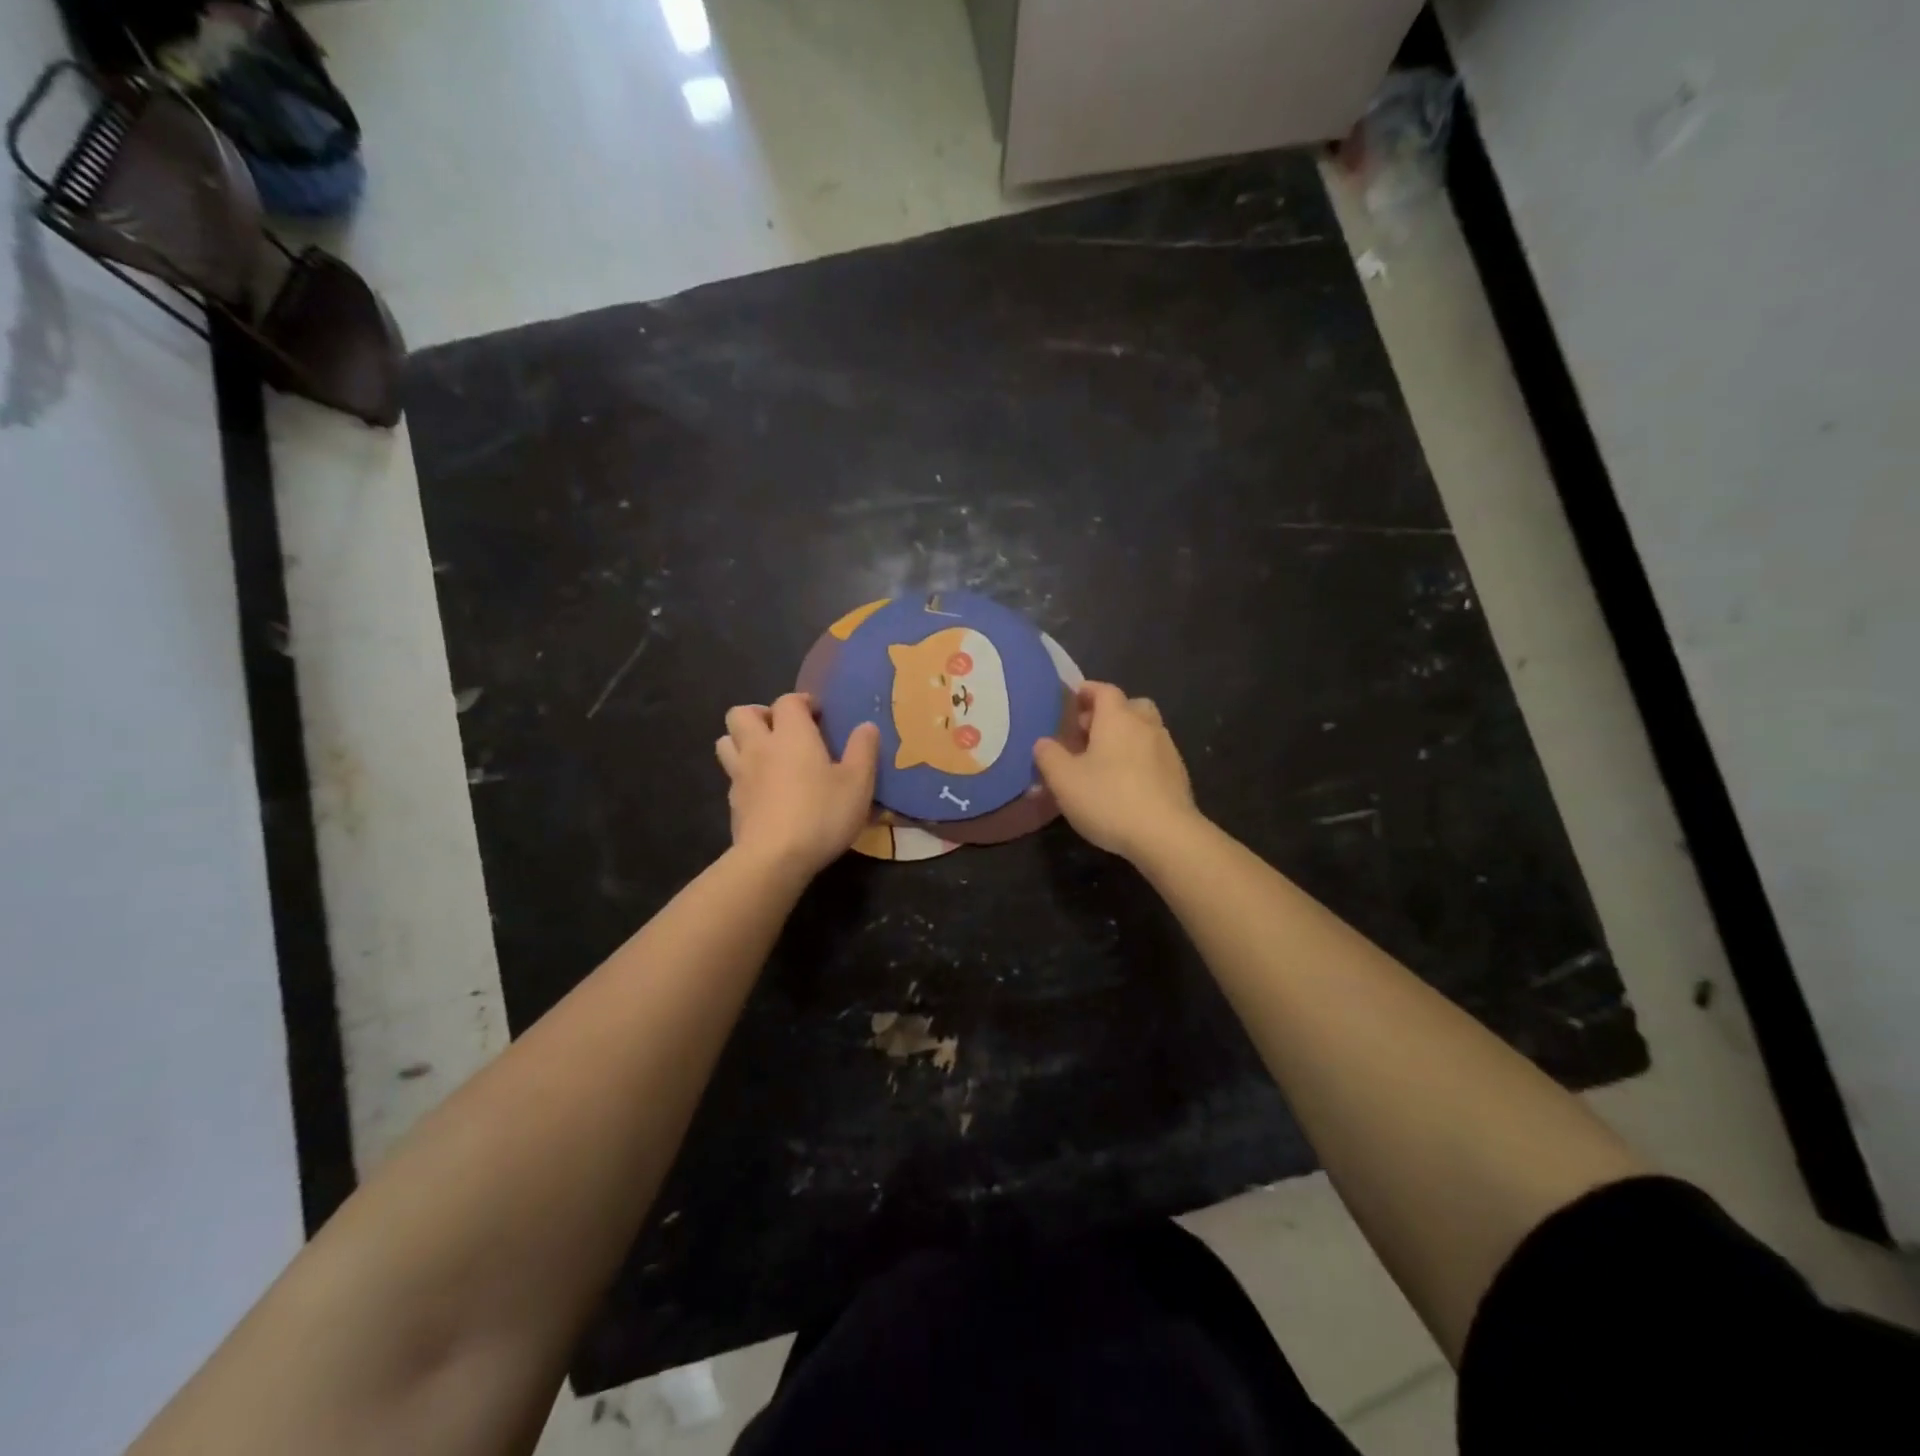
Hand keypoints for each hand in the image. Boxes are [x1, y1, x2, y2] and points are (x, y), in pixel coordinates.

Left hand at [716, 694, 879, 875]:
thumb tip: (866, 726)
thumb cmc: (821, 814)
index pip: (788, 701)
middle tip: (783, 730)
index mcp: (791, 735)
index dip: (802, 702)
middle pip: (741, 713)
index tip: (818, 715)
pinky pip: (732, 776)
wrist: (774, 859)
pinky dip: (744, 774)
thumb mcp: (858, 783)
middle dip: (760, 714)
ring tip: (767, 755)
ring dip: (742, 740)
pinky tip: (764, 790)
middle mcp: (760, 747)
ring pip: (726, 741)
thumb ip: (863, 750)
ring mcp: (740, 775)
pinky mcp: (733, 803)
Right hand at [1034, 682, 1199, 861]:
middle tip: (1087, 732)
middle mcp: (1146, 725)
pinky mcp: (1178, 775)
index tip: (1072, 700)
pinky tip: (1126, 784)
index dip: (1087, 691)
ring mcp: (1167, 750)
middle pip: (1130, 706)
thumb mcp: (1064, 779)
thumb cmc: (1108, 799)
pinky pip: (1154, 755)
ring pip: (1145, 730)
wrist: (1165, 835)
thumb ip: (1049, 756)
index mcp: (1117, 718)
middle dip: (1109, 713)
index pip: (1104, 690)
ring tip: (1104, 760)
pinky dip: (1139, 759)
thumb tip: (1043, 742)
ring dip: (1126, 737)